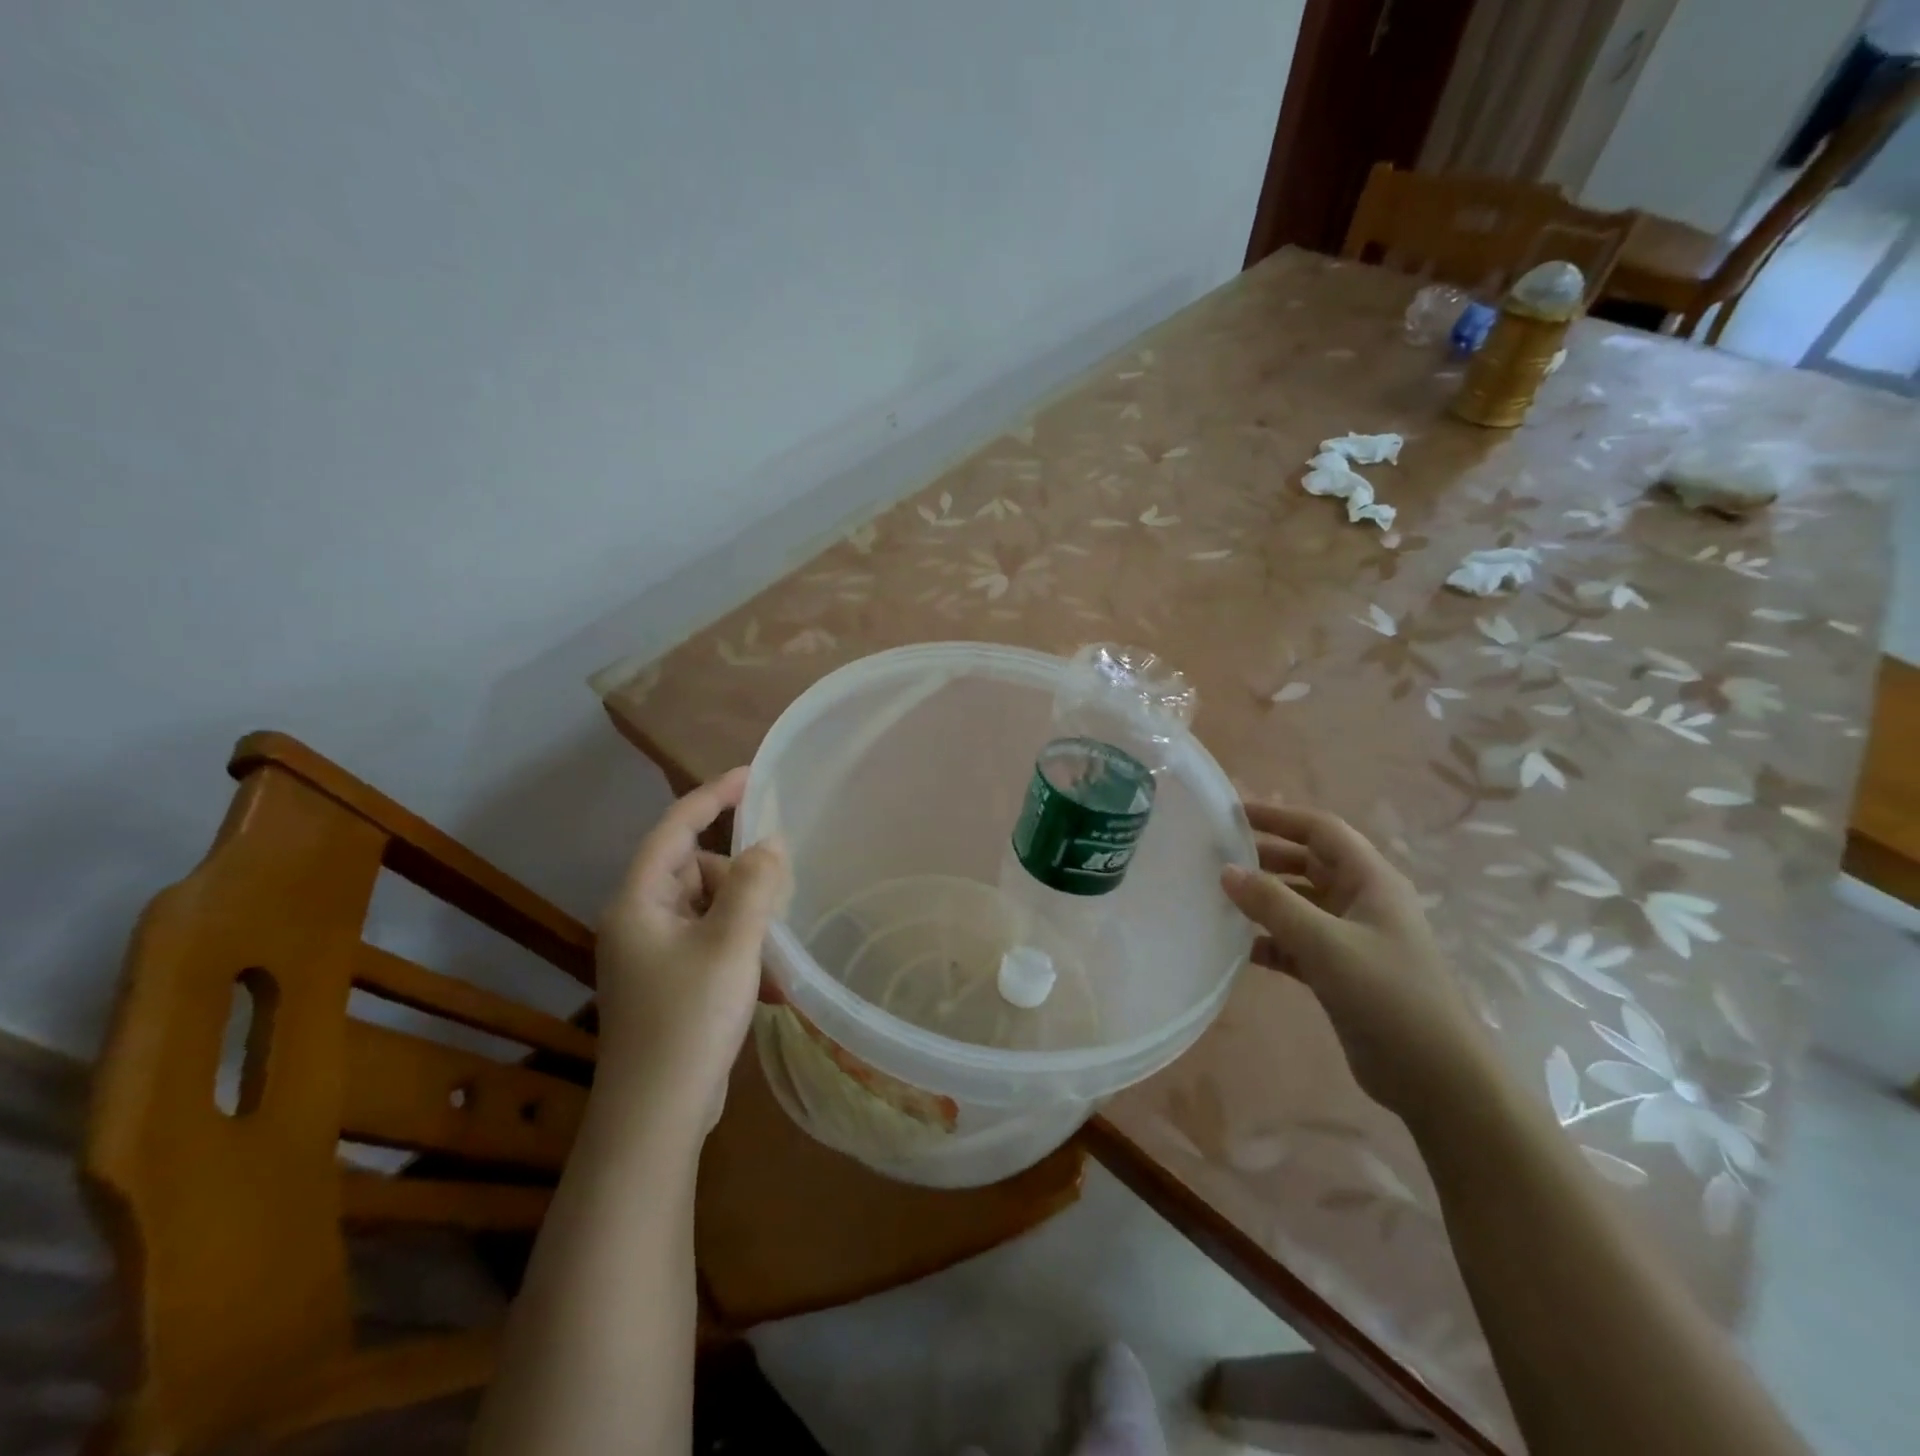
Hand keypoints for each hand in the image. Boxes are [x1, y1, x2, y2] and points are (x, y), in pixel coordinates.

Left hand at [595, 768, 791, 1130]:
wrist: (656, 1117)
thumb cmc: (689, 1019)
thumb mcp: (731, 943)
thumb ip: (755, 884)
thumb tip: (770, 843)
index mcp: (639, 901)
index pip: (676, 827)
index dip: (713, 795)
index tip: (754, 775)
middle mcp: (639, 920)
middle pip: (698, 870)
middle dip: (742, 879)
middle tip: (779, 903)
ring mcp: (653, 955)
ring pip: (710, 909)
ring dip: (748, 922)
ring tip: (778, 955)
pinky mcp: (669, 984)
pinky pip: (712, 944)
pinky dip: (742, 953)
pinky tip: (772, 987)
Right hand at [1220, 801, 1485, 1115]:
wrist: (1436, 1079)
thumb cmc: (1389, 996)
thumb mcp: (1327, 944)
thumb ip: (1274, 904)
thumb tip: (1226, 870)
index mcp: (1371, 881)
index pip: (1321, 830)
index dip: (1279, 816)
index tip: (1232, 813)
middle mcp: (1361, 902)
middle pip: (1307, 863)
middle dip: (1264, 855)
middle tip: (1214, 854)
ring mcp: (1350, 938)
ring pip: (1298, 903)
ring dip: (1262, 899)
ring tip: (1215, 895)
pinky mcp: (1339, 972)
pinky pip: (1295, 942)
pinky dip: (1267, 940)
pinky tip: (1234, 946)